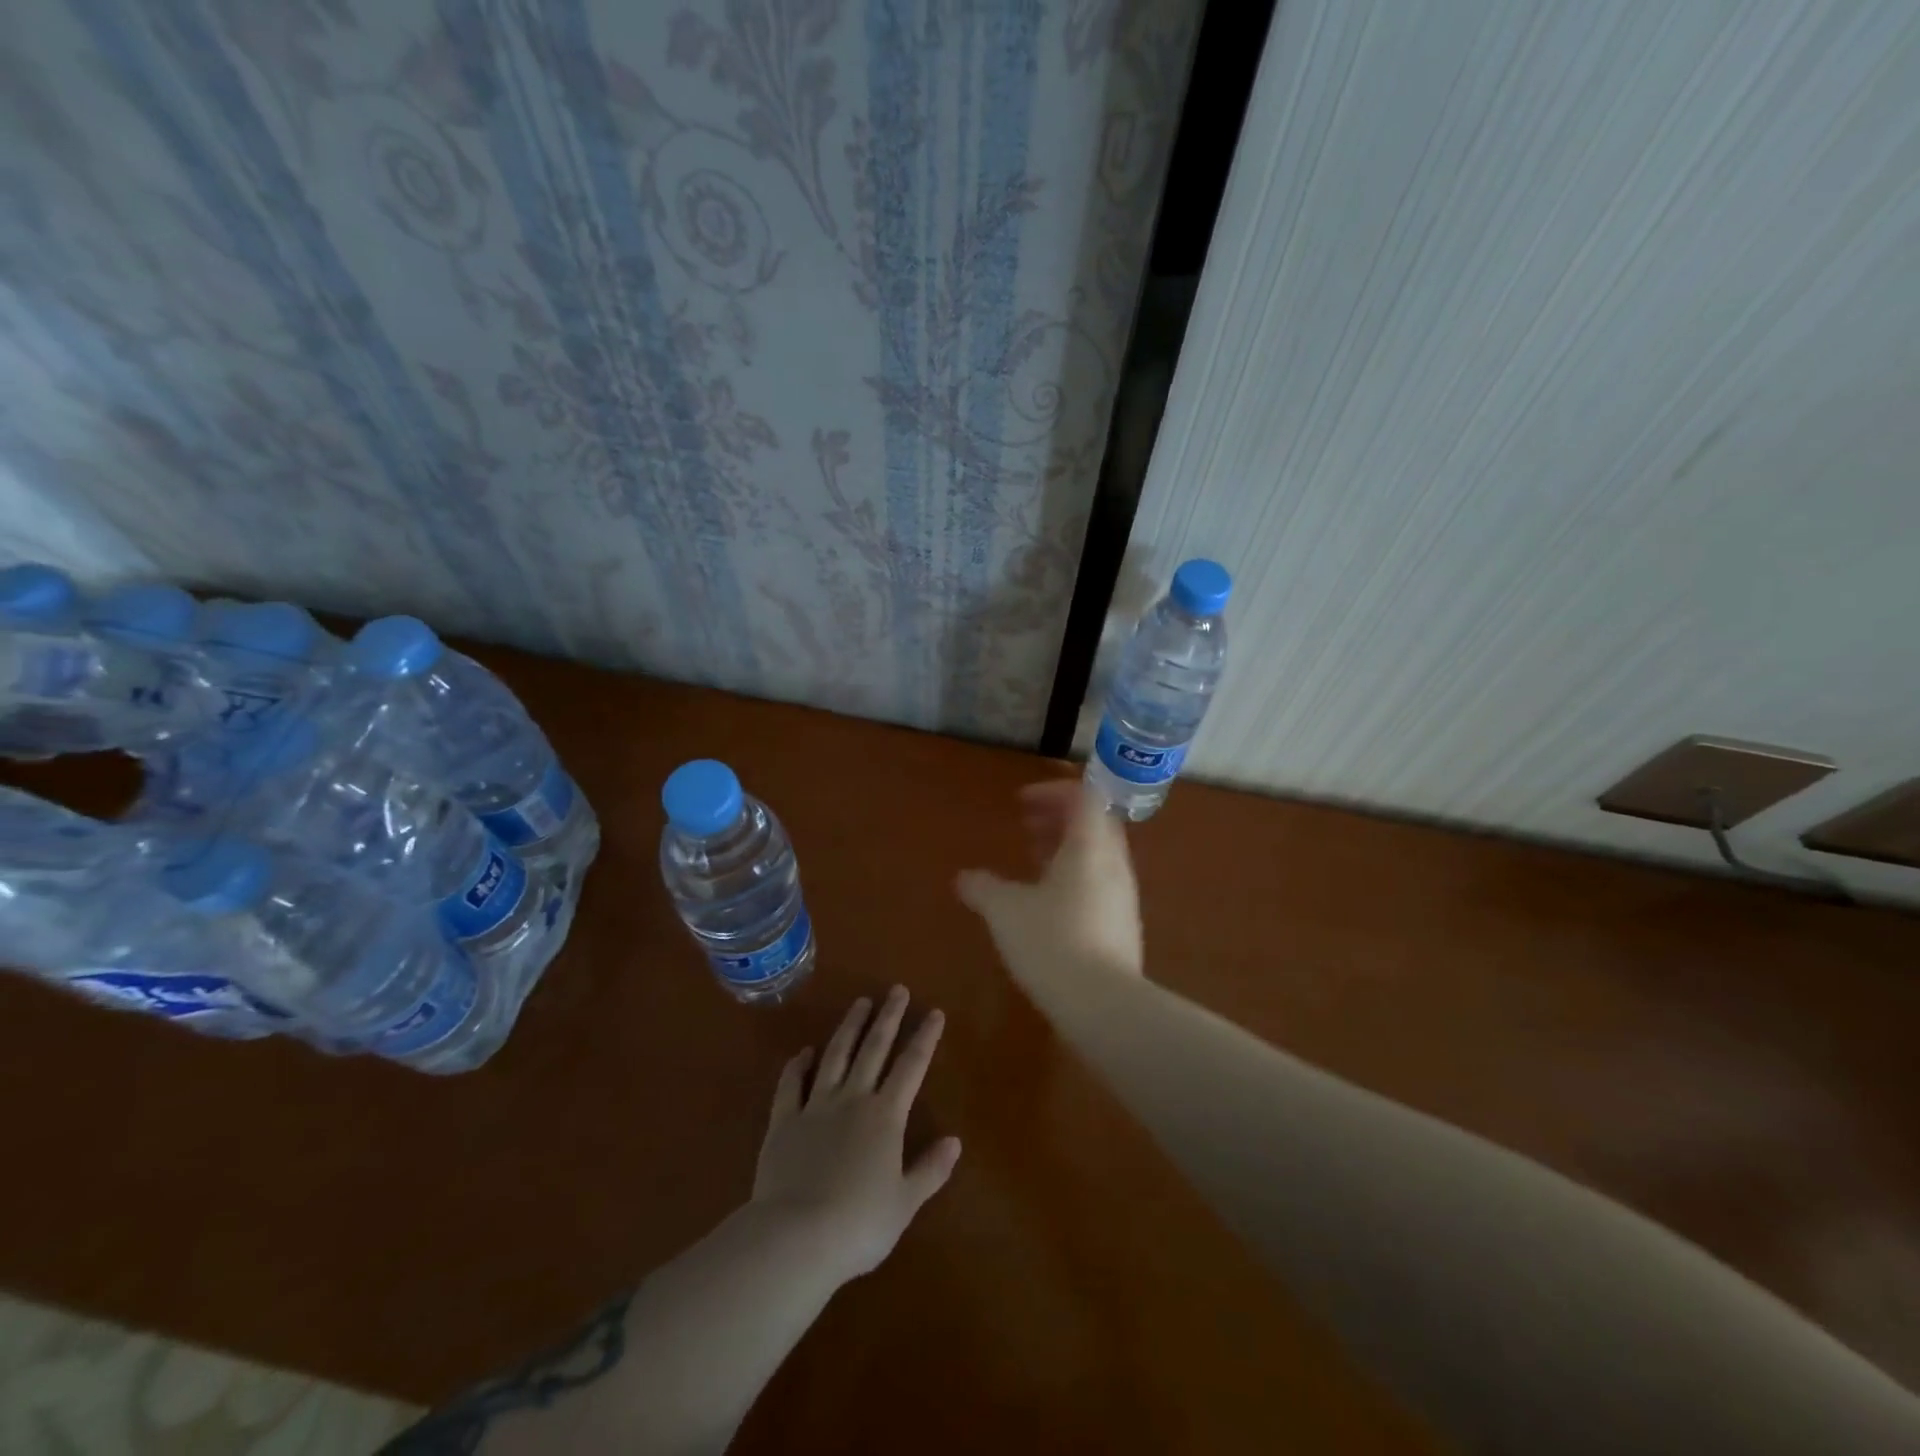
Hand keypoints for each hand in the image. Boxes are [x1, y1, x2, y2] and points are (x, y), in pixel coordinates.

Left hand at [751, 987, 960, 1282]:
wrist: (796, 1237)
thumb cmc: (858, 1224)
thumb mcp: (905, 1203)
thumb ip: (930, 1169)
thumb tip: (955, 1141)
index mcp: (885, 1116)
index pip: (911, 1067)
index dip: (924, 1038)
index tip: (934, 1012)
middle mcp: (852, 1099)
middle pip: (873, 1049)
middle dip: (888, 1017)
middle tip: (896, 989)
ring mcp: (815, 1106)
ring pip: (835, 1056)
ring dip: (849, 1027)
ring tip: (860, 1003)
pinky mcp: (783, 1121)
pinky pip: (791, 1085)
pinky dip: (797, 1066)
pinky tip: (804, 1052)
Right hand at [955, 780, 1143, 987]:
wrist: (1104, 1006)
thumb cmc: (1052, 942)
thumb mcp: (1005, 911)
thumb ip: (983, 888)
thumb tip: (963, 878)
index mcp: (1089, 847)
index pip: (1082, 797)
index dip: (1052, 792)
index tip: (1021, 803)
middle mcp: (1113, 864)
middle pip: (1092, 823)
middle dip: (1057, 819)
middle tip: (1026, 826)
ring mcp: (1123, 897)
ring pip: (1097, 855)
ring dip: (1066, 849)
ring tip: (1033, 861)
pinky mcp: (1123, 926)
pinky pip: (1100, 884)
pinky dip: (1075, 877)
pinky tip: (1048, 904)